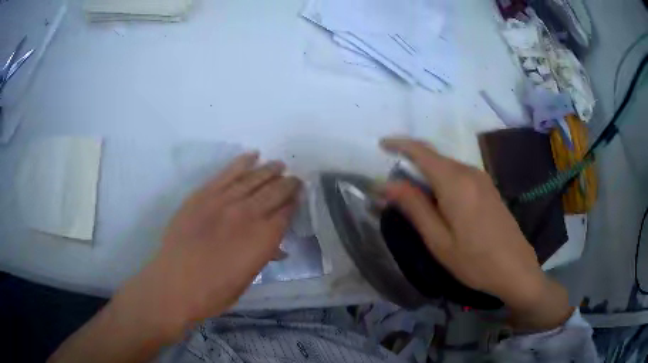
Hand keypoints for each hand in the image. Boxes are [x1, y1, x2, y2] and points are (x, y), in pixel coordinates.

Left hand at [114, 152, 300, 338]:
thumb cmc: (214, 292)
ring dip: (269, 170)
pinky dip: (241, 163)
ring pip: (253, 178)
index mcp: (263, 239)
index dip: (294, 203)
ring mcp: (223, 201)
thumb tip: (277, 247)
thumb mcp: (247, 279)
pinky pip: (226, 174)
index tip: (299, 197)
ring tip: (279, 165)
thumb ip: (263, 256)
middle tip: (295, 180)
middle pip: (274, 192)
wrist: (175, 284)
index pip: (286, 213)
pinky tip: (252, 156)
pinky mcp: (203, 195)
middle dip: (288, 184)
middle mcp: (247, 215)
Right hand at [380, 137, 572, 330]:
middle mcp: (469, 172)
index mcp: (455, 182)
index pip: (421, 151)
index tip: (381, 146)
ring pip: (446, 167)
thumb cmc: (475, 261)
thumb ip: (414, 207)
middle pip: (434, 158)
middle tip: (392, 190)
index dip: (399, 144)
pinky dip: (441, 182)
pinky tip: (439, 204)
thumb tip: (387, 184)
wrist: (516, 269)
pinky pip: (459, 176)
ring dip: (426, 176)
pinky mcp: (488, 188)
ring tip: (413, 200)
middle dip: (410, 166)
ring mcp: (482, 179)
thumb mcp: (439, 240)